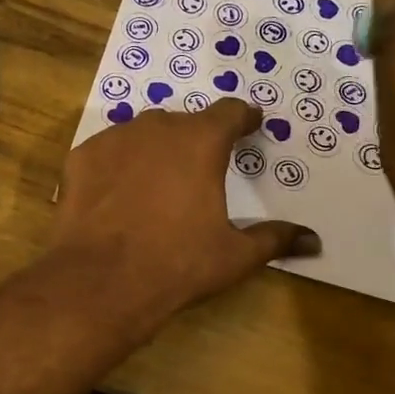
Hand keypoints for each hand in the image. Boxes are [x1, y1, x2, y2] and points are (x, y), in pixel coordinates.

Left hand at [53, 100, 318, 326]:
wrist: (101, 281)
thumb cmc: (178, 264)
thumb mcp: (234, 255)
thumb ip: (274, 239)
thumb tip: (314, 241)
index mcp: (201, 141)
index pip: (230, 112)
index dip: (243, 118)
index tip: (251, 124)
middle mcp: (157, 127)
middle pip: (184, 122)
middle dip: (196, 138)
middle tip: (201, 167)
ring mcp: (113, 139)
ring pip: (142, 133)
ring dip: (155, 149)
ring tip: (158, 181)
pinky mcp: (81, 157)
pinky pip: (107, 152)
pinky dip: (117, 166)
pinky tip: (117, 194)